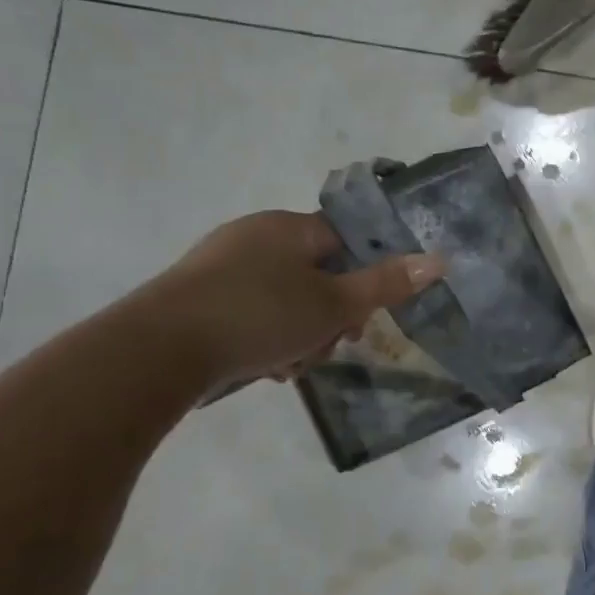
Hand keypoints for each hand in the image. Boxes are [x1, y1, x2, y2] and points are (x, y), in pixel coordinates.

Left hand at [148, 211, 443, 387]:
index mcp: (288, 227)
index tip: (363, 314)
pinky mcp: (197, 297)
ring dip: (300, 333)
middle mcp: (254, 236)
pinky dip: (266, 337)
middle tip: (329, 346)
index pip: (345, 240)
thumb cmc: (257, 316)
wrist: (155, 353)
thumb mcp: (333, 305)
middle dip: (330, 315)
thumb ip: (386, 284)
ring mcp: (220, 266)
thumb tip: (440, 259)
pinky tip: (265, 367)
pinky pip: (251, 311)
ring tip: (291, 366)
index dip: (363, 276)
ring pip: (285, 298)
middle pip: (316, 273)